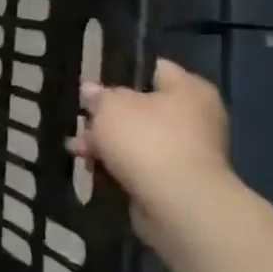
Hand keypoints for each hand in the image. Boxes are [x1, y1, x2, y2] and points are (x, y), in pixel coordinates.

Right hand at [67, 59, 232, 235]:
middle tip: (81, 120)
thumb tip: (92, 90)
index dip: (123, 71)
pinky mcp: (177, 180)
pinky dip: (119, 165)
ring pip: (138, 138)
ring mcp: (189, 151)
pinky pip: (141, 164)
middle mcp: (195, 117)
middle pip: (142, 107)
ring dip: (107, 144)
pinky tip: (93, 169)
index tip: (94, 81)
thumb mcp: (110, 107)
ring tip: (76, 150)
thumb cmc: (146, 140)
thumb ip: (99, 96)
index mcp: (189, 90)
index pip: (155, 69)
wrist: (176, 202)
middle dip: (108, 116)